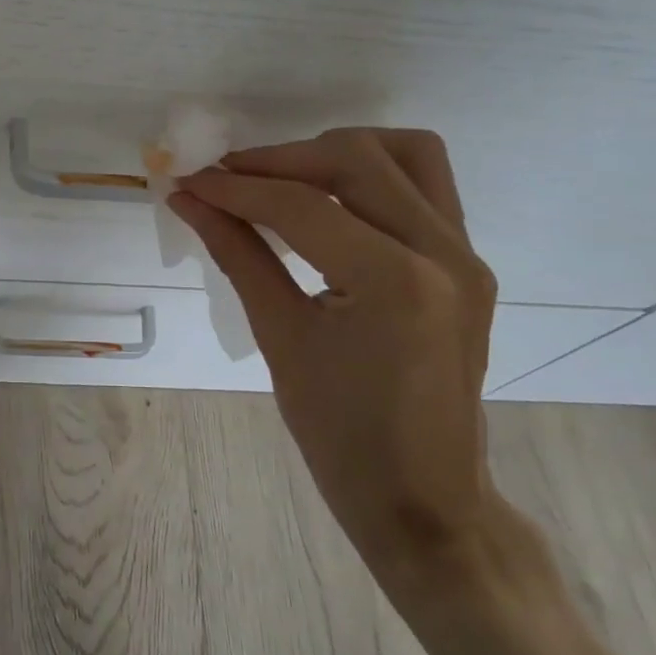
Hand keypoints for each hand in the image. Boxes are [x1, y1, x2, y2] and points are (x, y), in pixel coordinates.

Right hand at [170, 129, 498, 586]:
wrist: (425, 501)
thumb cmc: (341, 436)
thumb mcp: (280, 339)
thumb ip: (237, 254)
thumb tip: (188, 199)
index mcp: (395, 282)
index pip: (301, 206)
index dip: (235, 188)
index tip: (188, 179)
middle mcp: (443, 253)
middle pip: (356, 159)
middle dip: (281, 159)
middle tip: (228, 178)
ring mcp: (466, 255)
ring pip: (403, 154)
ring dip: (334, 153)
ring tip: (281, 179)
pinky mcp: (467, 262)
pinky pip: (423, 185)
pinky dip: (368, 175)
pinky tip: (325, 201)